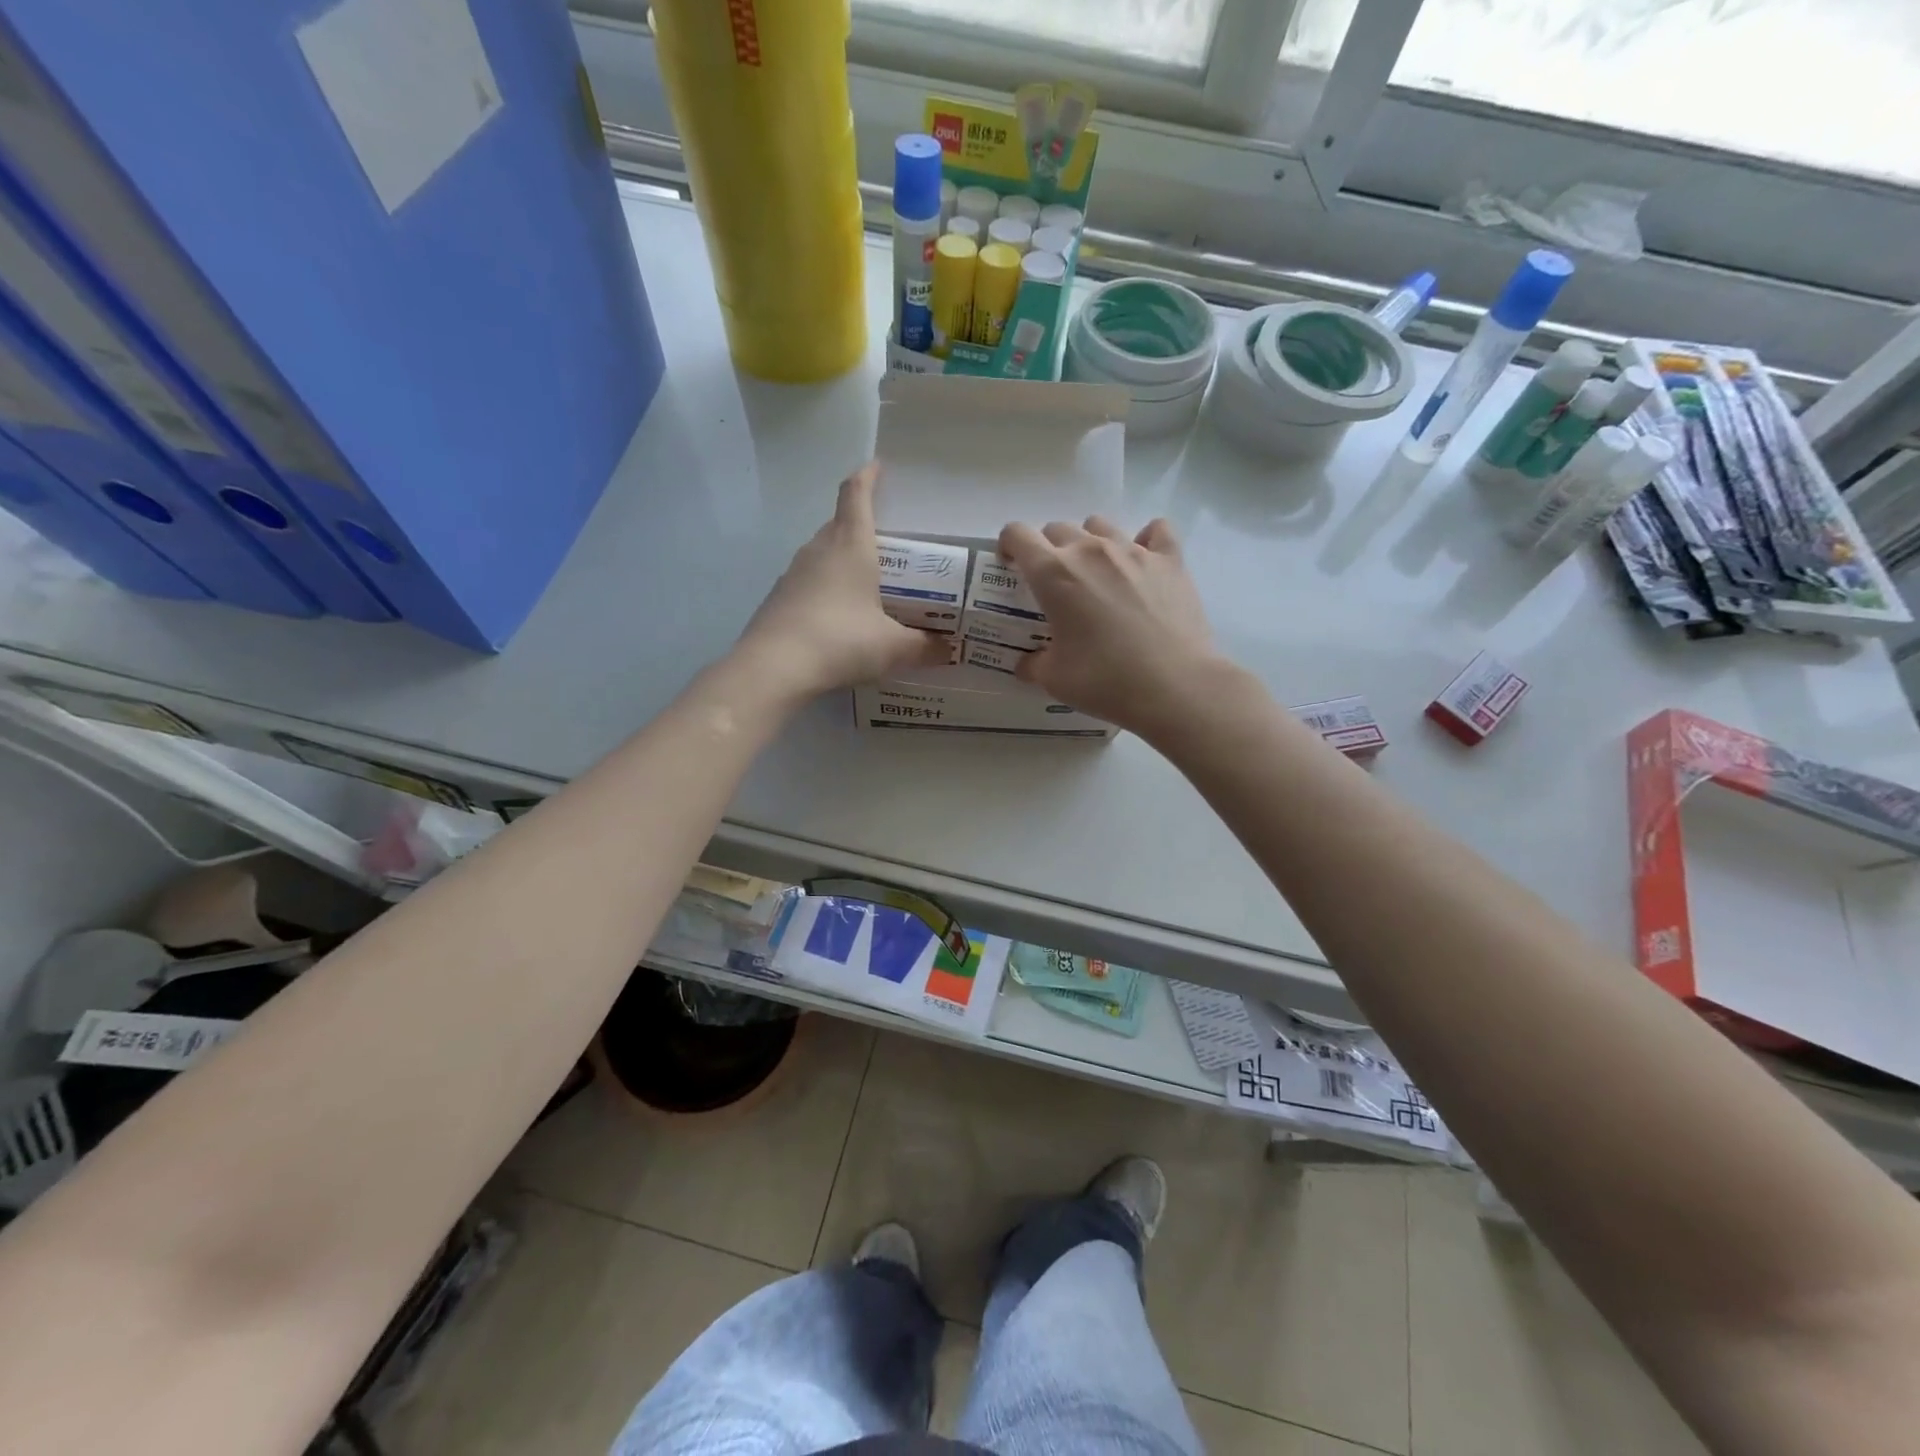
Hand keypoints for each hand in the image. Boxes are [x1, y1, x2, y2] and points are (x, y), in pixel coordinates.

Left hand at [735, 463, 950, 698]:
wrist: (774, 667)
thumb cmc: (841, 641)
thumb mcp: (893, 647)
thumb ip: (925, 647)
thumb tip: (949, 650)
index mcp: (851, 545)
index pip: (856, 494)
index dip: (868, 477)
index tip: (877, 467)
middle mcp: (819, 549)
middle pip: (840, 523)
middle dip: (861, 525)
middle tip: (887, 544)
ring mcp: (793, 573)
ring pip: (822, 553)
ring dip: (842, 558)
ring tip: (866, 581)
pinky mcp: (778, 598)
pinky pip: (808, 581)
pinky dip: (825, 587)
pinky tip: (838, 616)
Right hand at [998, 516, 1228, 736]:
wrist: (1174, 686)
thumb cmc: (1104, 681)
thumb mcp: (1054, 679)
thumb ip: (1033, 664)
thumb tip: (1026, 663)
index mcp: (1053, 573)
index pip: (1018, 534)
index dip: (1009, 545)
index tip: (1011, 565)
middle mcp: (1090, 550)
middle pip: (1058, 529)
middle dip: (1049, 550)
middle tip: (1055, 584)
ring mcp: (1133, 550)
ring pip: (1100, 525)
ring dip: (1091, 542)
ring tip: (1098, 574)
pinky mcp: (1170, 560)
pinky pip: (1155, 532)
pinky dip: (1146, 541)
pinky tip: (1144, 563)